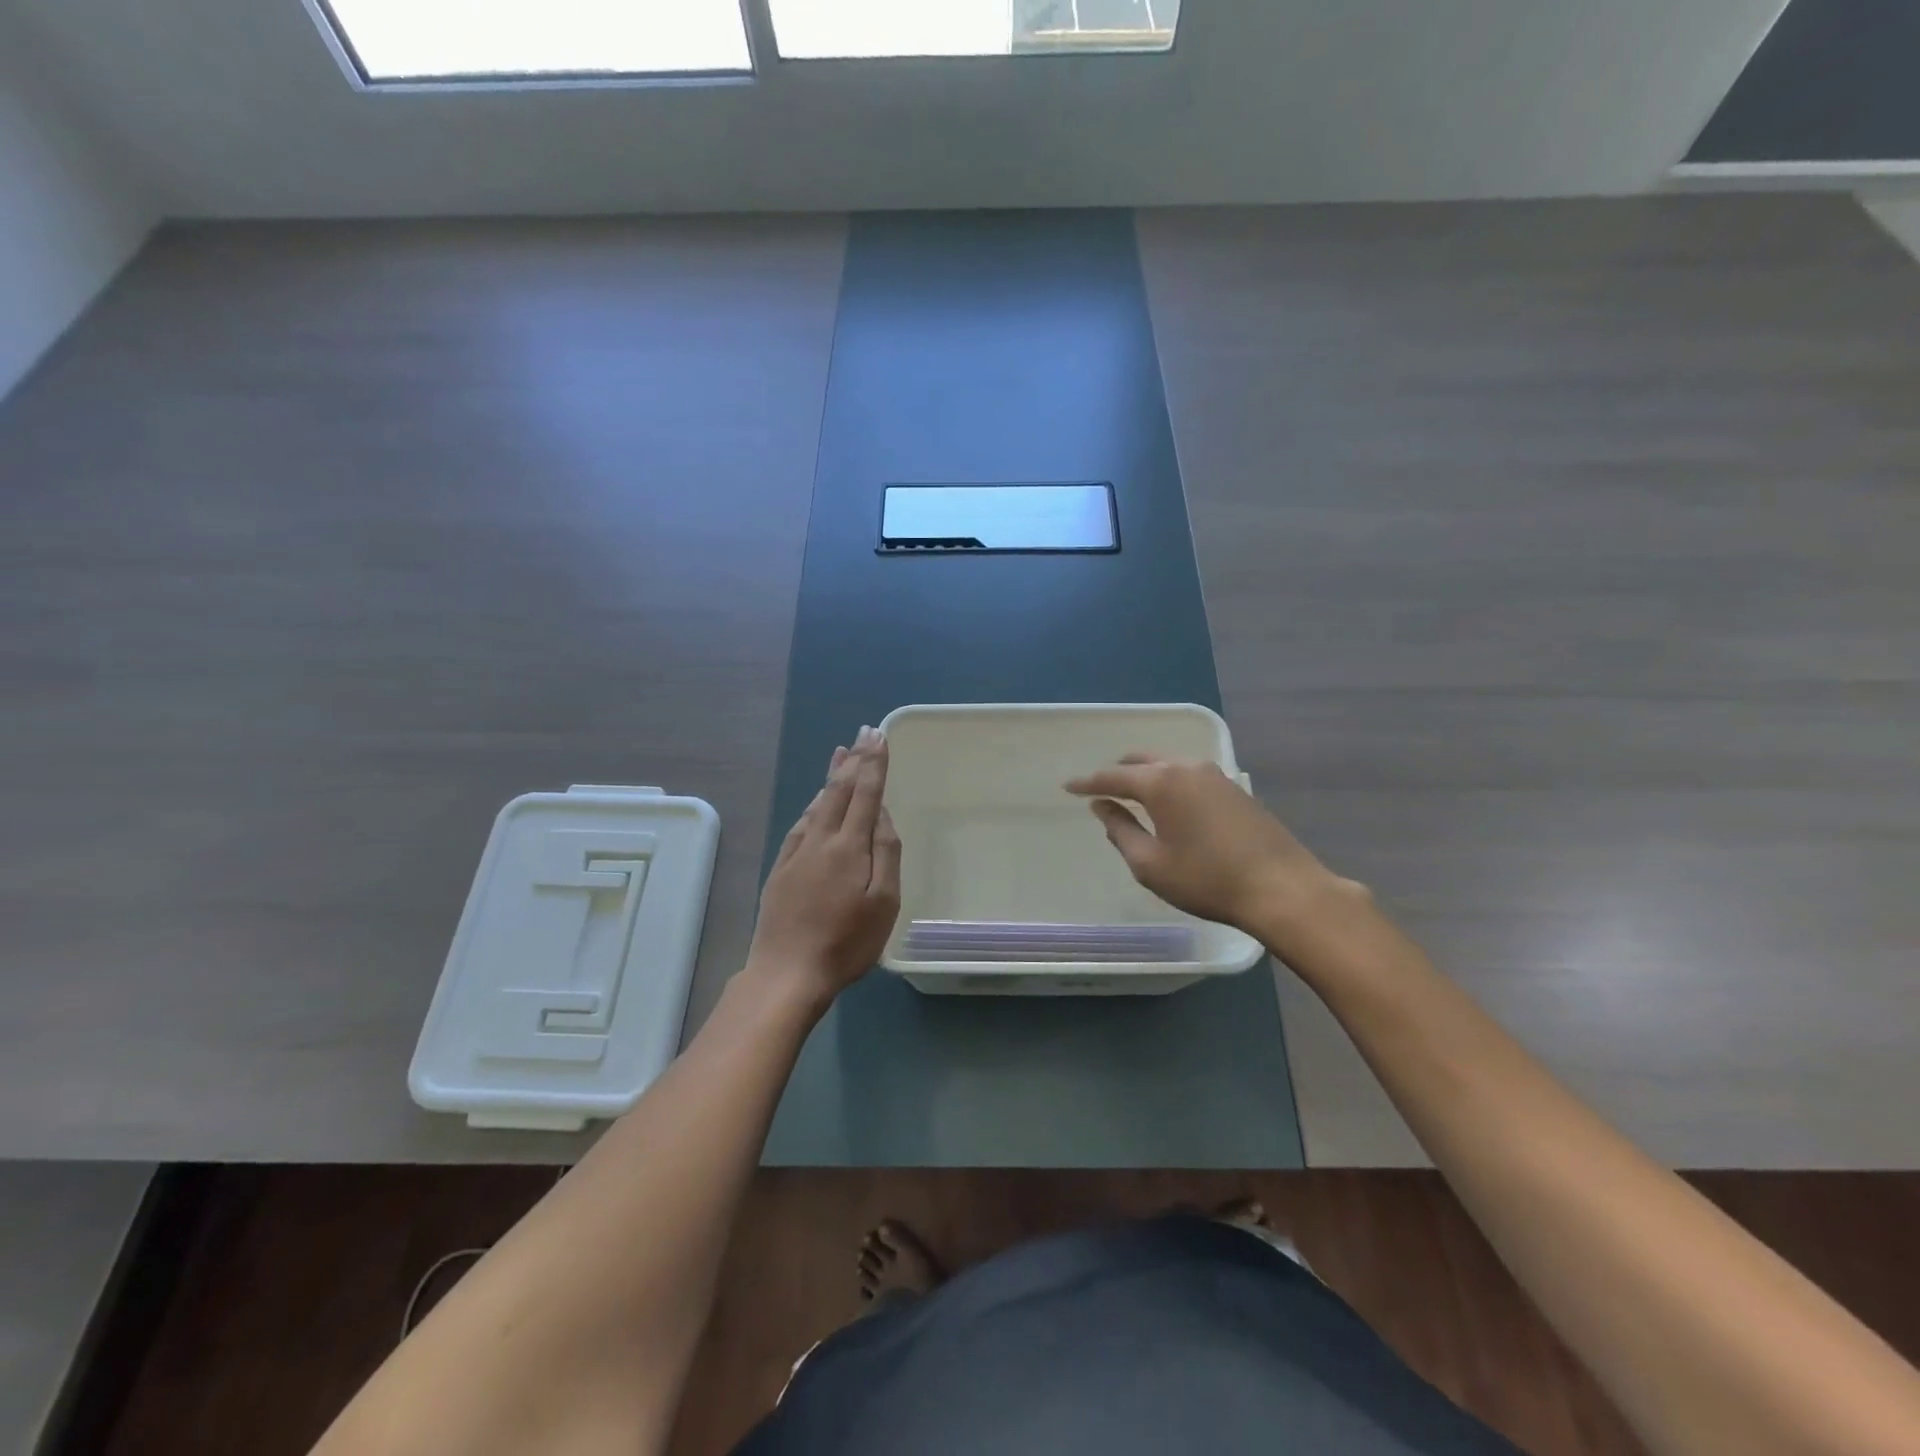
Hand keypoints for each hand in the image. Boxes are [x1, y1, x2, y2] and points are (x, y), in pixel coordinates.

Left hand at [747, 727, 901, 1009]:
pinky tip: (815, 802)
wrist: (787, 973)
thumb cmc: (846, 943)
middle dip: (854, 759)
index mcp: (849, 846)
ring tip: (840, 754)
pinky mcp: (781, 869)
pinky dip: (812, 805)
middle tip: (863, 733)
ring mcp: (797, 853)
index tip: (879, 736)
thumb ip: (886, 853)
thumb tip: (882, 814)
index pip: (865, 793)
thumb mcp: (883, 902)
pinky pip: (800, 824)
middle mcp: (821, 840)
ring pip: (817, 804)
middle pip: (839, 791)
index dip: (873, 763)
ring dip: (832, 776)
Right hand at [1065, 754, 1356, 942]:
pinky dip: (1169, 782)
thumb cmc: (1207, 880)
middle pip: (1142, 761)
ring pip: (1168, 764)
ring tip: (1132, 794)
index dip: (1087, 782)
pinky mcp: (1235, 789)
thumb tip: (1102, 807)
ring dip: (1145, 775)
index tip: (1067, 786)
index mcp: (1162, 783)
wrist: (1283, 888)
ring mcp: (1215, 775)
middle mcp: (1187, 768)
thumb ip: (1120, 831)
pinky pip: (1189, 775)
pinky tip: (1170, 803)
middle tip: (1100, 790)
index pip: (1113, 776)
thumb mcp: (1151, 864)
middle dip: (1117, 772)